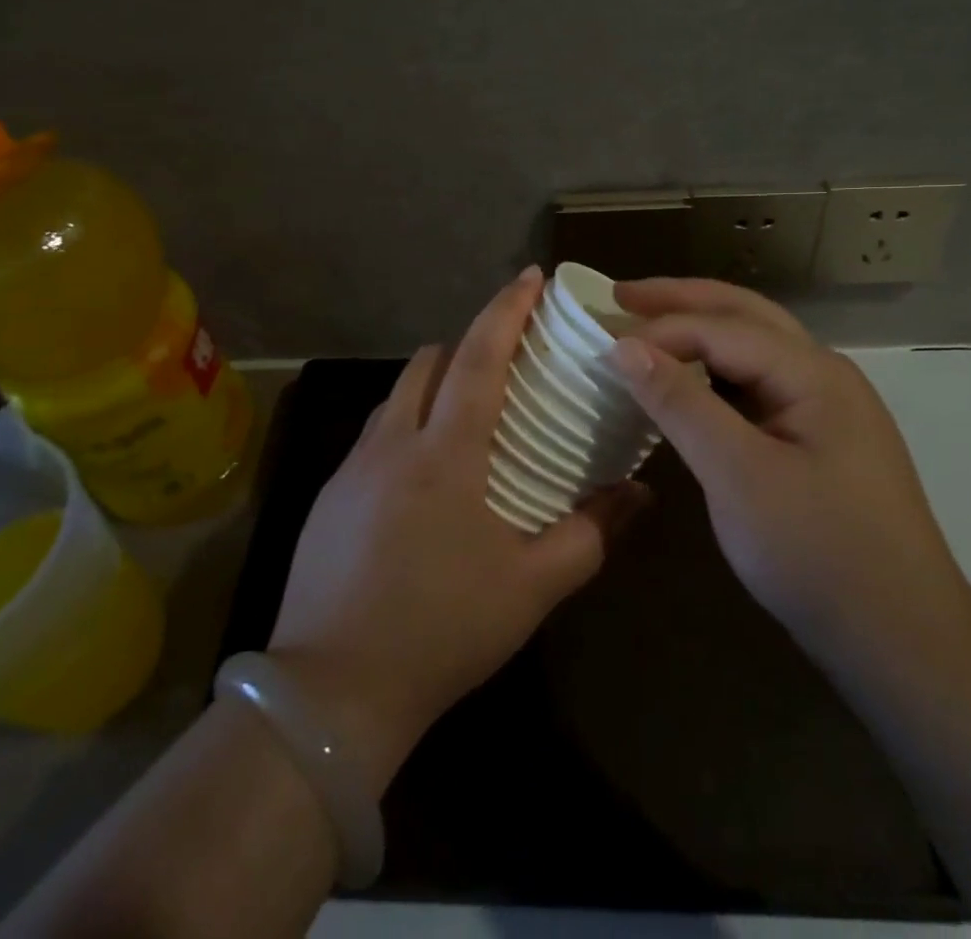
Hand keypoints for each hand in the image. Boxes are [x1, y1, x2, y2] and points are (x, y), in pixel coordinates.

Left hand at [267, 267, 648, 789]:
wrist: (332, 693)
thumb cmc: (441, 630)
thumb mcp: (531, 587)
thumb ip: (591, 533)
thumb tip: (641, 493)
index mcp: (445, 451)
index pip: (478, 355)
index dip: (506, 309)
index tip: (531, 277)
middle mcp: (394, 441)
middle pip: (430, 361)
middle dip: (468, 343)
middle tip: (507, 360)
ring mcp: (353, 466)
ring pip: (398, 395)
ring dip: (434, 384)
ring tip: (468, 413)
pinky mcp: (328, 495)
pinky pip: (375, 435)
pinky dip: (406, 425)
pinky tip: (423, 474)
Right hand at [609, 279, 970, 667]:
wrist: (902, 641)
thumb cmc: (818, 553)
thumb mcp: (738, 475)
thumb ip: (681, 403)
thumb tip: (625, 346)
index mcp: (813, 372)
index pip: (722, 328)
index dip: (660, 329)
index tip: (601, 342)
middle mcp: (823, 374)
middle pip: (744, 315)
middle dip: (681, 301)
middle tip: (619, 295)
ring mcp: (825, 407)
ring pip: (752, 348)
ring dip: (699, 330)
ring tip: (646, 326)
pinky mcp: (817, 440)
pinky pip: (757, 385)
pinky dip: (715, 372)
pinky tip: (688, 381)